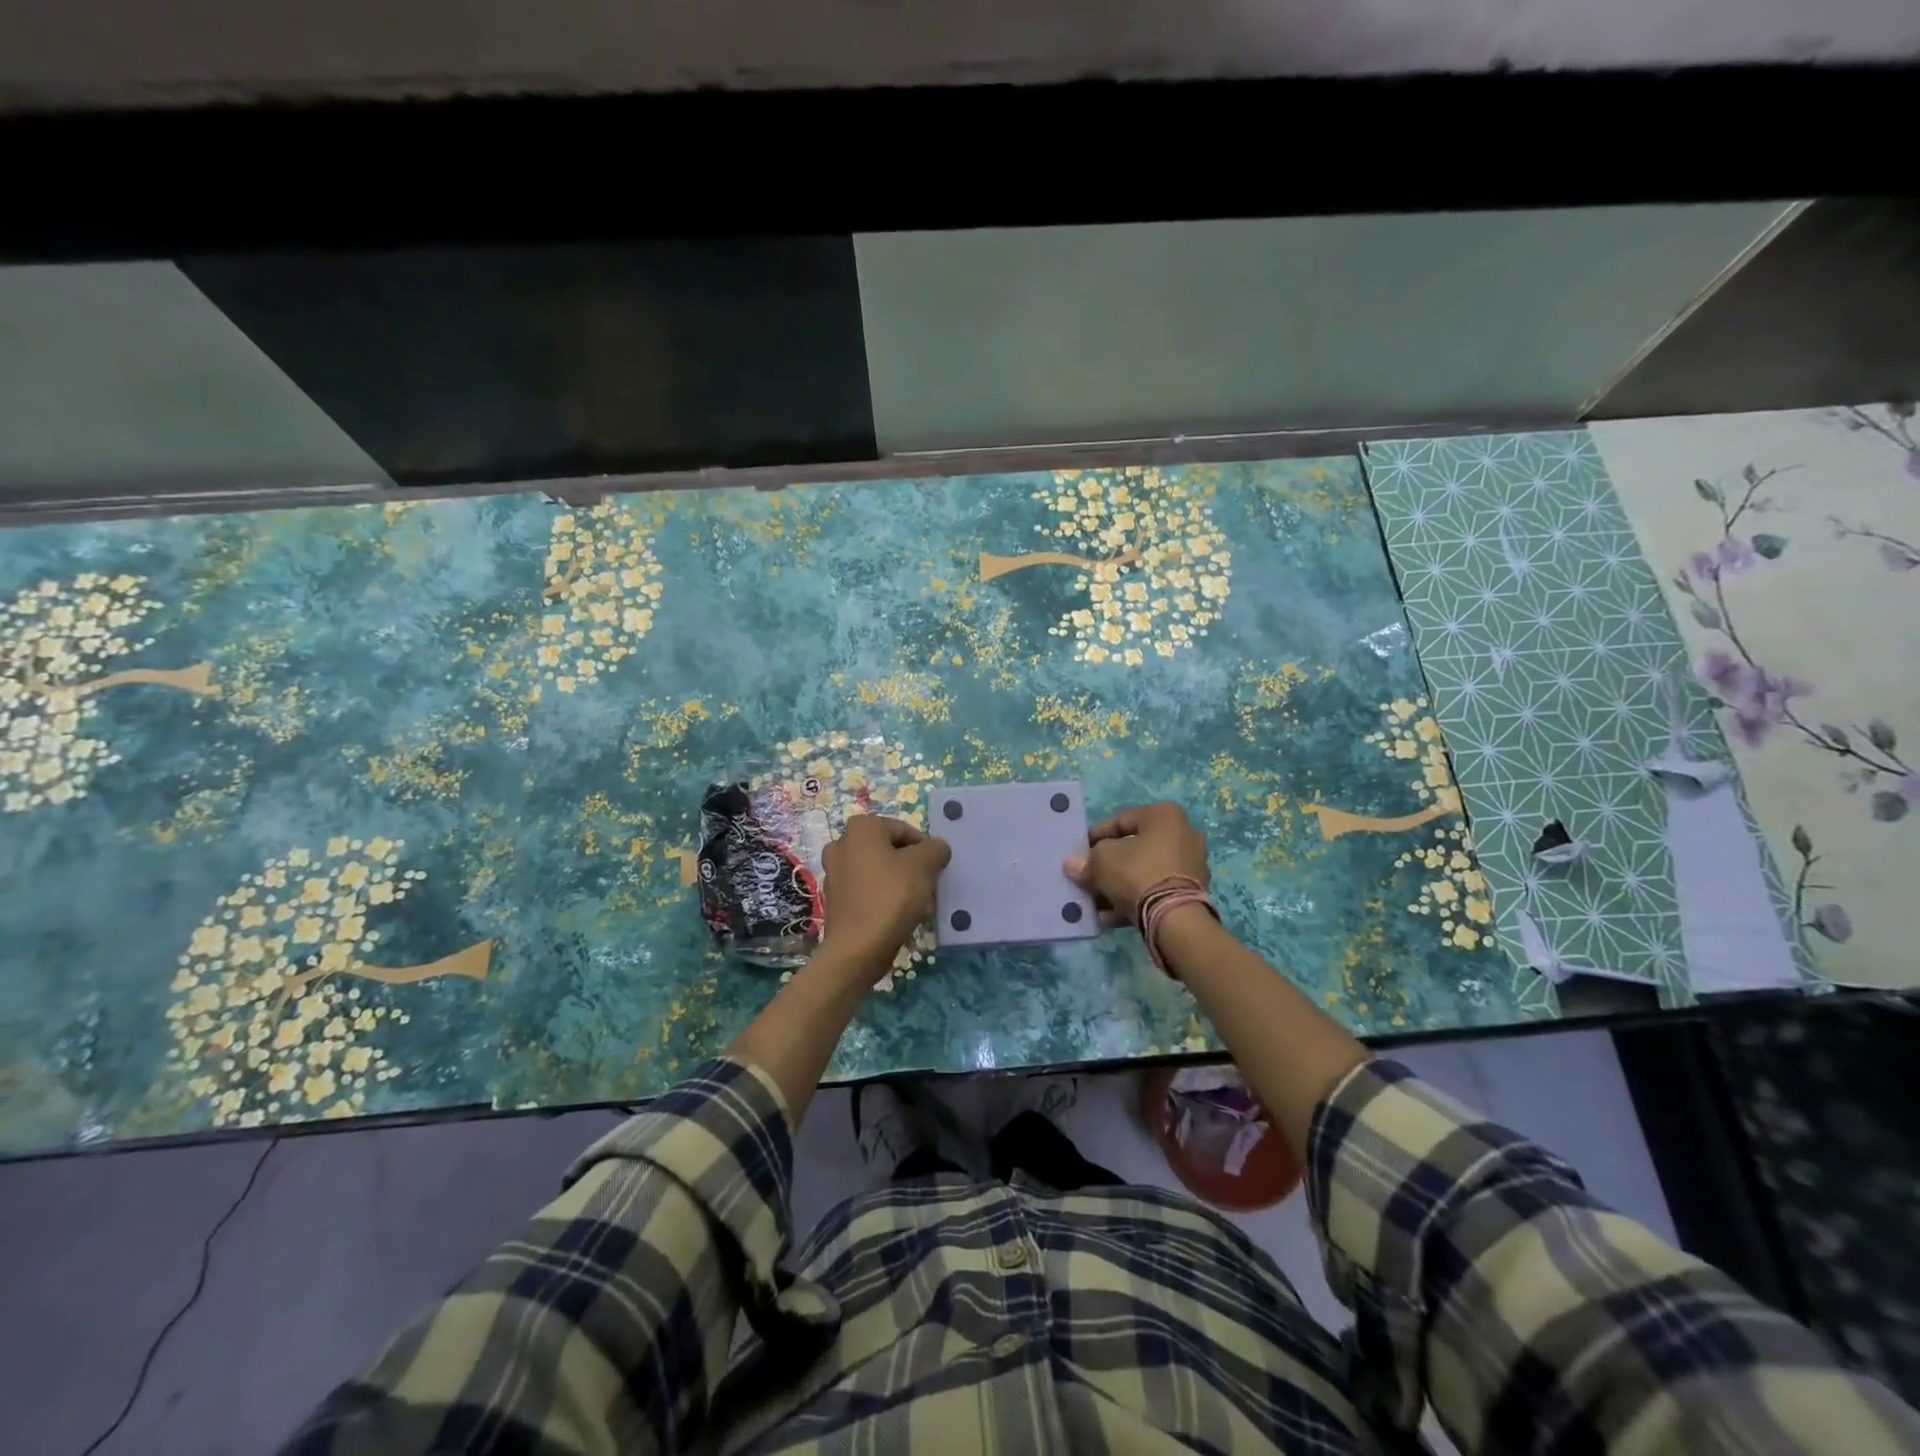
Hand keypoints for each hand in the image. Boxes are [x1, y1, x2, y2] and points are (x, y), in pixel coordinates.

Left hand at [820, 815, 951, 976]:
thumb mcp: (925, 865)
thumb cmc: (891, 897)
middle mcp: (842, 844)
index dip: (925, 850)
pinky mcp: (835, 899)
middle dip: (911, 868)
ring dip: (899, 884)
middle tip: (926, 888)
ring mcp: (834, 873)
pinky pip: (867, 892)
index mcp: (861, 828)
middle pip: (890, 851)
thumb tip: (936, 848)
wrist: (857, 949)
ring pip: (879, 872)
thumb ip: (936, 849)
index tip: (935, 871)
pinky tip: (897, 918)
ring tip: (916, 906)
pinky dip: (883, 899)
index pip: (905, 831)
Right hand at [1064, 802, 1209, 924]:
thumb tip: (1073, 864)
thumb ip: (1086, 860)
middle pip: (1135, 848)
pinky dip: (1135, 899)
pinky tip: (1111, 916)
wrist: (1175, 918)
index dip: (1096, 836)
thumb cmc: (1137, 874)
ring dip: (1120, 885)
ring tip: (1097, 902)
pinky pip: (1156, 890)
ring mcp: (1192, 865)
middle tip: (1090, 877)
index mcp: (1165, 816)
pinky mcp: (1193, 892)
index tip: (1081, 852)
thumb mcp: (1101, 861)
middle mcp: (1184, 834)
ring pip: (1145, 872)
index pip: (1122, 820)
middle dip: (1109, 864)